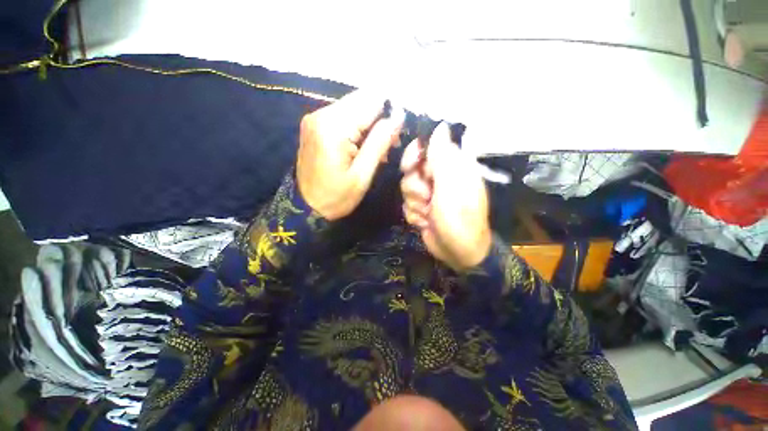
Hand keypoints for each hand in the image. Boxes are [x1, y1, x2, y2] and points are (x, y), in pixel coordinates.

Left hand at [297, 91, 403, 220]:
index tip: (397, 135)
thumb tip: (398, 116)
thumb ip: (380, 142)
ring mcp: (315, 118)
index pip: (371, 101)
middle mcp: (321, 114)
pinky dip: (358, 129)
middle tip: (389, 144)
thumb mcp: (362, 175)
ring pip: (354, 108)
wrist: (306, 207)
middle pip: (361, 100)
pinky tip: (363, 147)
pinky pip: (344, 117)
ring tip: (378, 151)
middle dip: (380, 119)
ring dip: (370, 125)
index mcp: (333, 126)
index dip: (389, 113)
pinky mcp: (315, 125)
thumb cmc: (336, 197)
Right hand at [400, 123, 491, 270]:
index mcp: (452, 166)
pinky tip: (426, 222)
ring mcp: (429, 194)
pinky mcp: (421, 208)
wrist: (459, 252)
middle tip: (427, 197)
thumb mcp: (452, 187)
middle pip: (411, 169)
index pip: (426, 147)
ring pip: (406, 188)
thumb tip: (440, 126)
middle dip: (415, 186)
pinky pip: (407, 205)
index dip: (414, 155)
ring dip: (416, 204)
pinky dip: (415, 215)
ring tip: (429, 213)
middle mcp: (440, 177)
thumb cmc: (460, 219)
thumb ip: (442, 158)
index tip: (411, 167)